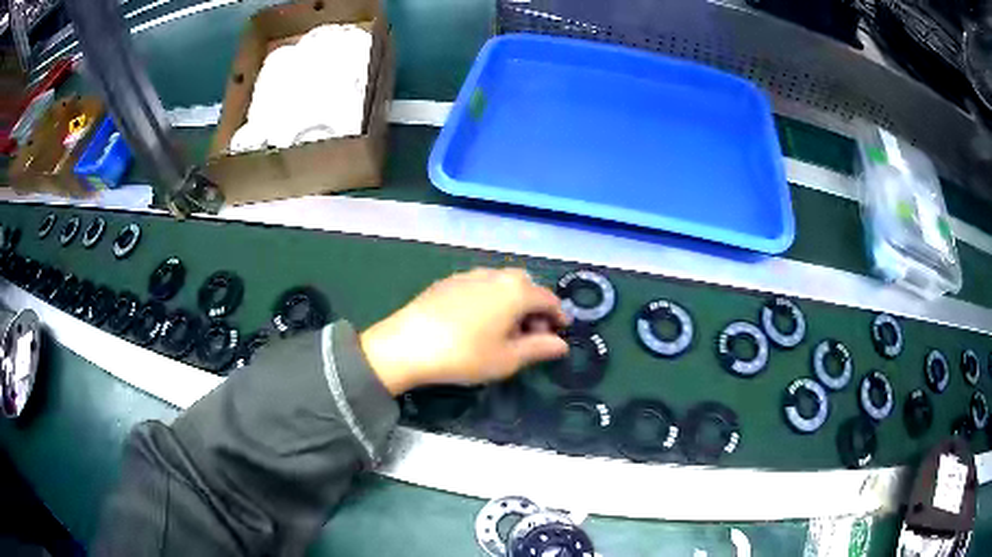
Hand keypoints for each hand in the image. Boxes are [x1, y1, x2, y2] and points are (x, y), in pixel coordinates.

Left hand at [360, 268, 570, 394]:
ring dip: (512, 302)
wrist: (408, 344)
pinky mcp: (449, 281)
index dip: (558, 317)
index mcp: (516, 291)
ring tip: (503, 330)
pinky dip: (490, 299)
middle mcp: (496, 275)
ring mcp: (470, 275)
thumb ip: (539, 349)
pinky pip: (480, 285)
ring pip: (502, 283)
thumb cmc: (465, 355)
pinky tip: (477, 322)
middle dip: (534, 307)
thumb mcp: (507, 359)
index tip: (559, 335)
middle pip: (526, 285)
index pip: (548, 299)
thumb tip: (561, 344)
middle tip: (529, 334)